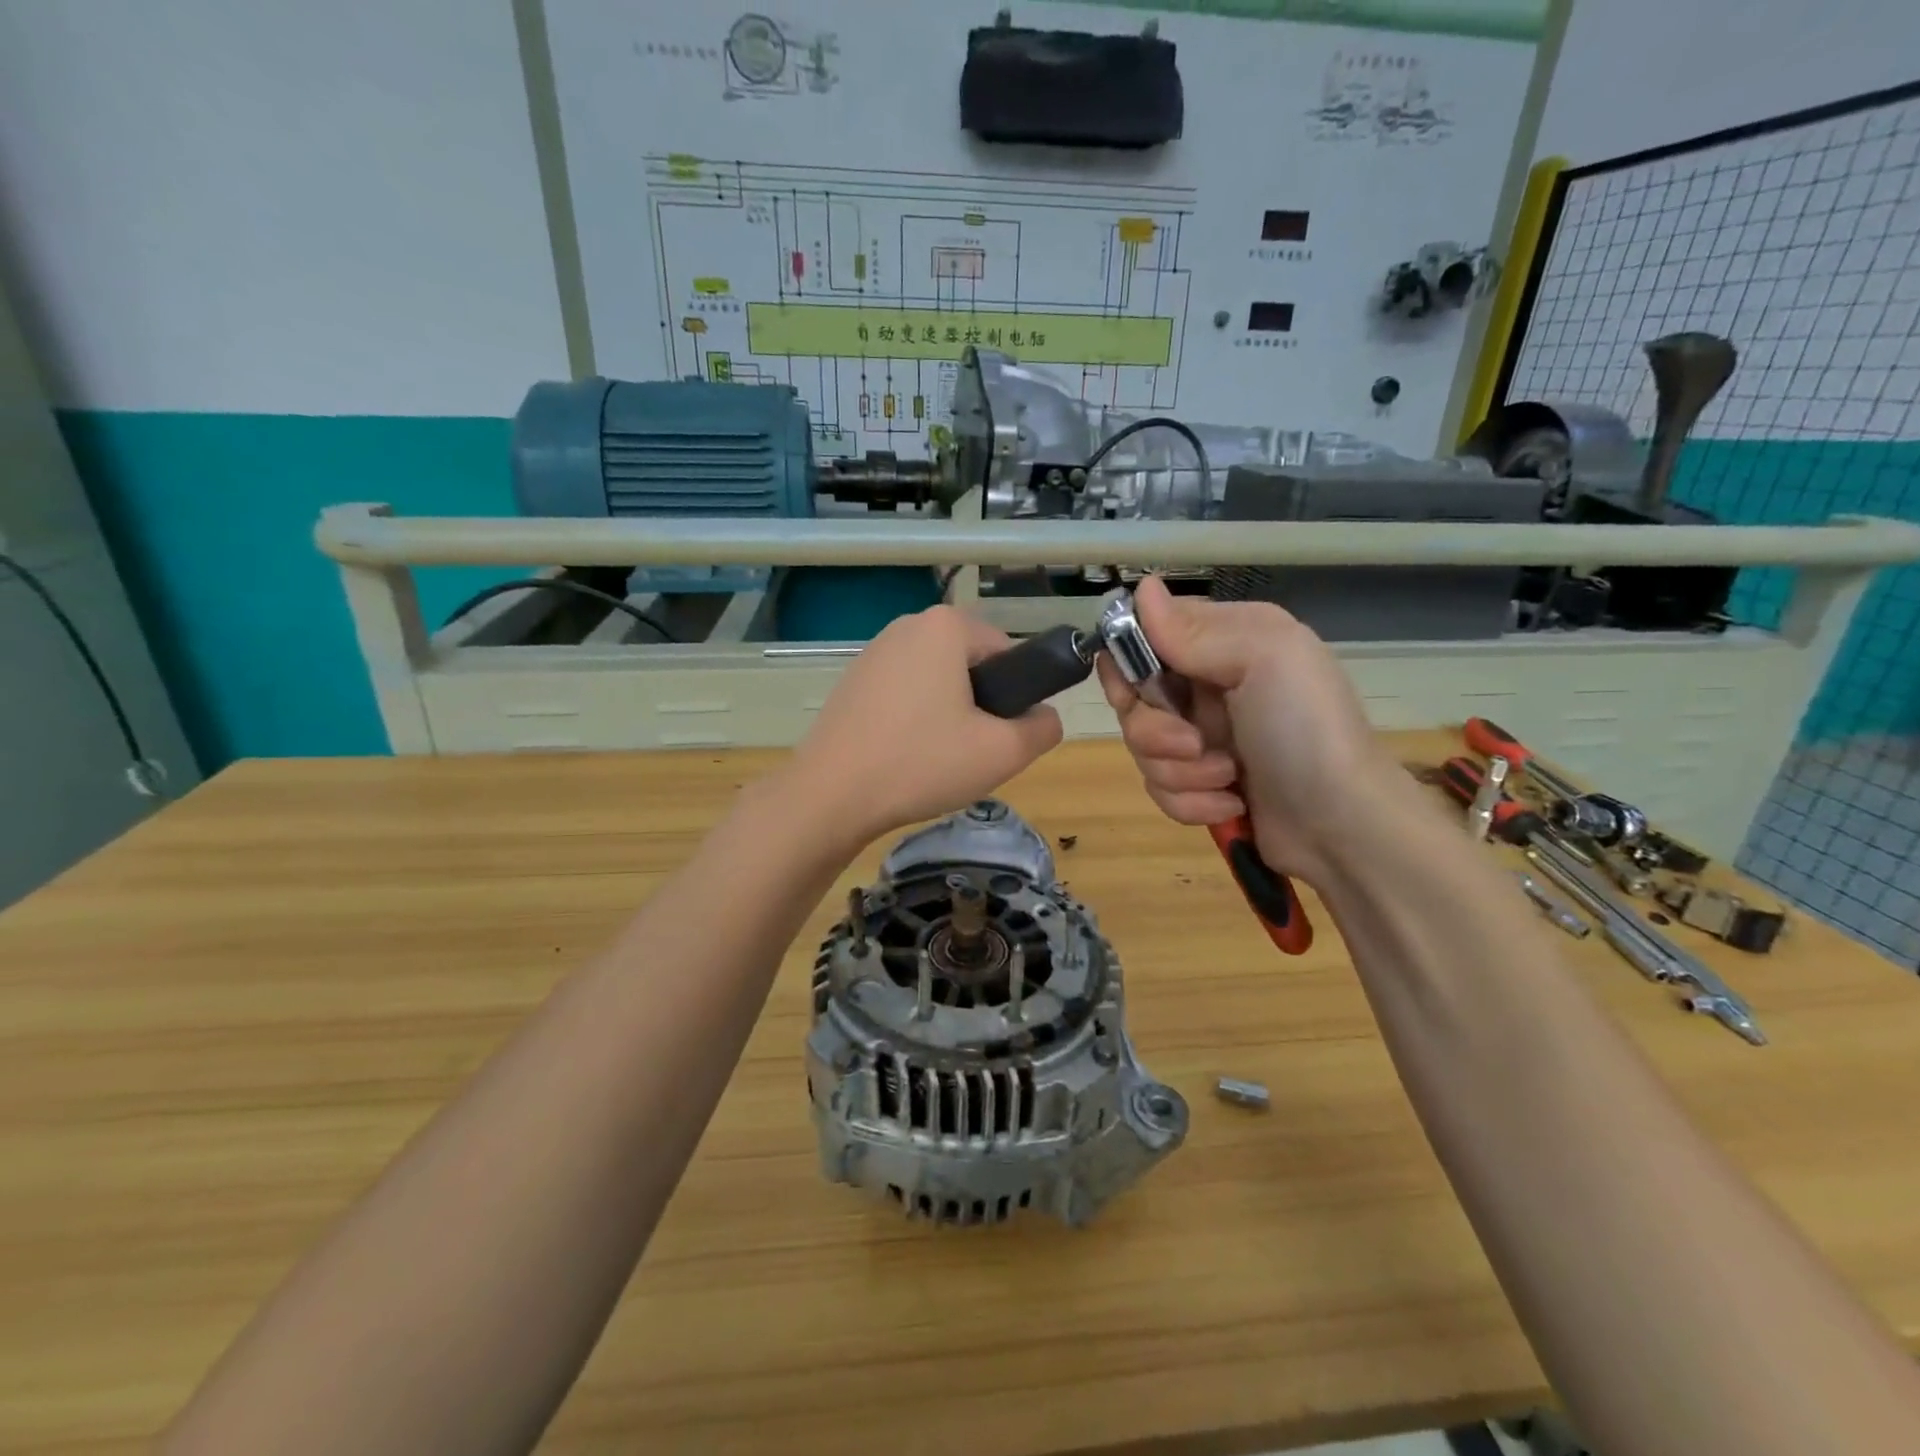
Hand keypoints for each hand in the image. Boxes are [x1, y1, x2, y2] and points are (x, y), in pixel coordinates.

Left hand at [783, 605, 1063, 846]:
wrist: (830, 795)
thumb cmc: (921, 763)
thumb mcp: (1002, 753)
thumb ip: (1043, 728)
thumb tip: (1043, 717)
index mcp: (946, 626)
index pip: (1007, 652)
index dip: (1014, 696)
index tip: (998, 735)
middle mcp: (908, 625)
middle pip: (971, 664)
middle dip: (980, 705)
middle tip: (970, 752)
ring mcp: (874, 651)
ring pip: (937, 680)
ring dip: (948, 714)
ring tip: (934, 758)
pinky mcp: (853, 680)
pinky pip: (905, 692)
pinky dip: (914, 718)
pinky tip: (903, 755)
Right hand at [1096, 577, 1394, 884]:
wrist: (1343, 825)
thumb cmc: (1307, 731)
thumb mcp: (1265, 660)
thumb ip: (1195, 630)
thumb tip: (1141, 588)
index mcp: (1224, 641)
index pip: (1146, 633)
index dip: (1129, 660)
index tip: (1138, 687)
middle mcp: (1207, 683)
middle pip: (1134, 697)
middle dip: (1154, 730)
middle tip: (1193, 744)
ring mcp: (1202, 735)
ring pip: (1143, 747)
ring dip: (1181, 771)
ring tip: (1228, 778)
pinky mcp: (1200, 782)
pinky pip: (1160, 787)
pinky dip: (1191, 801)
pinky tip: (1231, 803)